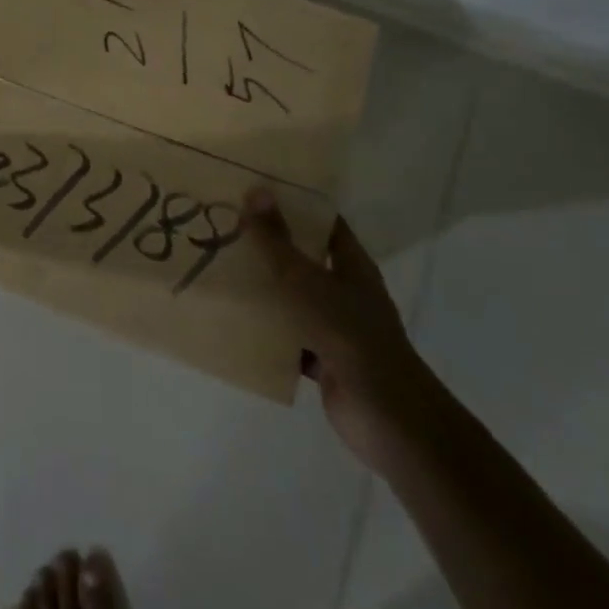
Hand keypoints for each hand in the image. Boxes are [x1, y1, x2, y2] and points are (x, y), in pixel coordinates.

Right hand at [241, 187, 442, 468]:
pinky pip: (289, 339)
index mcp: (352, 266)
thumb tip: (256, 191)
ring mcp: (337, 328)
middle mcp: (347, 292)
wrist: (387, 417)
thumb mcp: (306, 282)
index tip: (256, 192)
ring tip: (222, 270)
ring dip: (266, 291)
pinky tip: (235, 323)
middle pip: (306, 260)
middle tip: (227, 228)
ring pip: (295, 300)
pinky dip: (268, 333)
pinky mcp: (324, 360)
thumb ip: (278, 242)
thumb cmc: (350, 336)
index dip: (296, 206)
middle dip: (271, 246)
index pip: (324, 223)